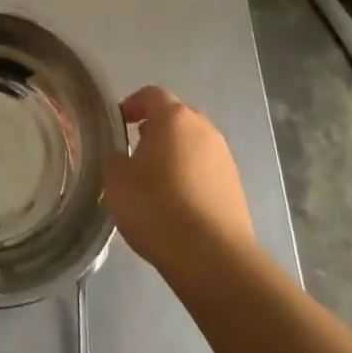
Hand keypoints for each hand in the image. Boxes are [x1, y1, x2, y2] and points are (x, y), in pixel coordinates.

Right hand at [103, 86, 254, 275]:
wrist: (212, 258)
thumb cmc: (157, 206)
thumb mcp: (116, 179)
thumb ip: (114, 158)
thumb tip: (120, 157)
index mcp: (174, 117)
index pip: (152, 94)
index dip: (133, 104)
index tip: (119, 122)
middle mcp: (204, 130)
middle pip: (177, 118)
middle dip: (157, 129)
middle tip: (137, 150)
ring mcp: (225, 159)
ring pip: (194, 146)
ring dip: (176, 155)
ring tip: (156, 182)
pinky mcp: (236, 190)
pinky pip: (207, 172)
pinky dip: (191, 179)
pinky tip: (177, 205)